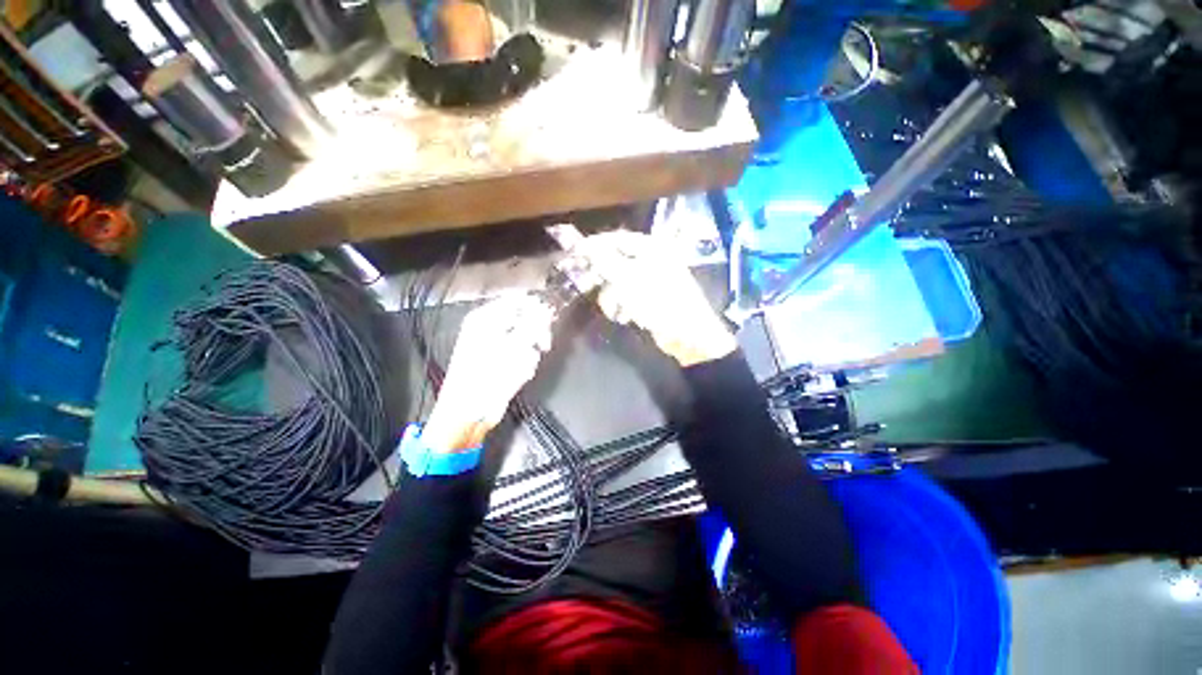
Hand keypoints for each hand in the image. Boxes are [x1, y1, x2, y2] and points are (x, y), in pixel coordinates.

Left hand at [423, 294, 554, 452]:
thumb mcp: (511, 348)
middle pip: (524, 319)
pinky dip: (524, 365)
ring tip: (522, 368)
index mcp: (485, 318)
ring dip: (530, 353)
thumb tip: (547, 309)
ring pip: (527, 339)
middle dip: (536, 334)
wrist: (467, 413)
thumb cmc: (484, 378)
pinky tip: (517, 375)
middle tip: (543, 345)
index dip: (537, 307)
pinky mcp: (502, 362)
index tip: (552, 319)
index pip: (517, 300)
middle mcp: (489, 328)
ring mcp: (496, 346)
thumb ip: (532, 325)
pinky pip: (522, 356)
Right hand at [572, 231, 736, 366]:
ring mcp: (652, 280)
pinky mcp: (650, 298)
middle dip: (604, 279)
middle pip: (616, 262)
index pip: (617, 239)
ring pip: (619, 283)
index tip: (575, 254)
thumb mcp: (629, 279)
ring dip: (613, 298)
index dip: (595, 246)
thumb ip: (604, 260)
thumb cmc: (659, 302)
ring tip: (617, 311)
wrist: (687, 336)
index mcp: (652, 248)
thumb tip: (584, 245)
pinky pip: (628, 297)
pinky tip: (627, 317)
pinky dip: (624, 306)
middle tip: (589, 287)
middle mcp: (652, 259)